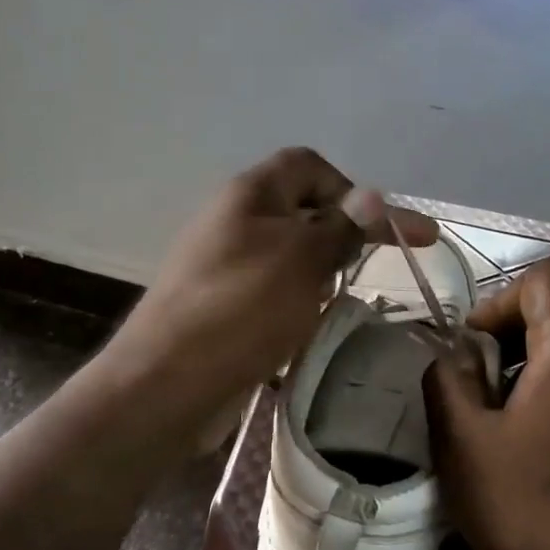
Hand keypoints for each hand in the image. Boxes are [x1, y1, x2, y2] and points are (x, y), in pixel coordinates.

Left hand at [96, 147, 438, 447]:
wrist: (166, 383)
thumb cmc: (242, 309)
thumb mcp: (302, 260)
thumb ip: (340, 227)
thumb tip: (372, 197)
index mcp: (250, 195)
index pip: (309, 165)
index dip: (351, 189)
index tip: (383, 229)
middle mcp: (234, 221)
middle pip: (301, 209)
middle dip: (340, 234)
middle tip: (369, 268)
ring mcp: (224, 265)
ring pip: (288, 254)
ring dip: (320, 273)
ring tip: (337, 303)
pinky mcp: (221, 305)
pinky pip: (271, 291)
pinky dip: (296, 303)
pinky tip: (306, 329)